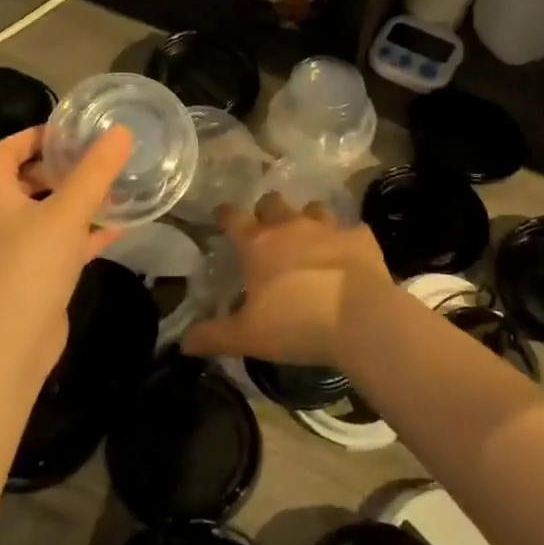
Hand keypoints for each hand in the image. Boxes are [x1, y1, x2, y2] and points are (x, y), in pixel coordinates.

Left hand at [0, 123, 132, 381]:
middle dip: (62, 166)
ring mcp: (17, 249)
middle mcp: (0, 218)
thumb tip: (121, 132)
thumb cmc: (31, 265)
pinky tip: (120, 227)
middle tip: (97, 157)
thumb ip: (95, 171)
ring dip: (78, 199)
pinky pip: (63, 242)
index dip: (33, 135)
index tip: (69, 131)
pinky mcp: (36, 274)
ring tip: (114, 186)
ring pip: (49, 212)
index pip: (5, 150)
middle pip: (28, 180)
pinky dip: (87, 232)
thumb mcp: (67, 211)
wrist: (12, 342)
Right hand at [180, 193, 393, 369]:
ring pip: (313, 208)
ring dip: (307, 220)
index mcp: (258, 244)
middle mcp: (291, 225)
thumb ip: (213, 336)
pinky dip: (346, 241)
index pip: (232, 216)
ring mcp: (329, 227)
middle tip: (267, 231)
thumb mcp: (247, 337)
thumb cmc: (296, 325)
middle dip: (267, 211)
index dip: (224, 215)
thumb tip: (183, 342)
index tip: (221, 217)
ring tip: (309, 240)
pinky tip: (348, 257)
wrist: (360, 318)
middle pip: (272, 202)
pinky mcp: (360, 237)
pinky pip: (351, 230)